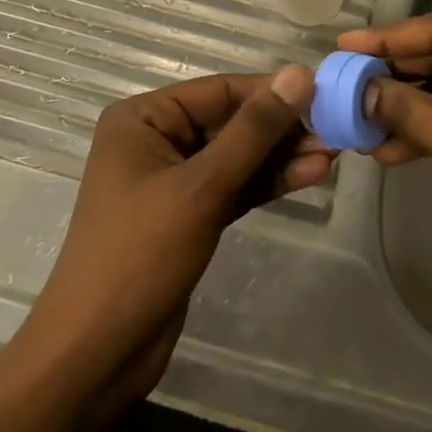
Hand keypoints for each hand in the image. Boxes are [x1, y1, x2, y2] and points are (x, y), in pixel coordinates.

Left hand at [22, 66, 326, 402]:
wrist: (96, 357)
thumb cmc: (139, 256)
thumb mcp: (201, 187)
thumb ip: (253, 131)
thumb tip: (299, 74)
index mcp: (144, 118)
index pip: (220, 91)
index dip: (272, 92)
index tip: (326, 94)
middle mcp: (157, 139)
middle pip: (231, 121)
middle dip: (281, 128)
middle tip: (335, 129)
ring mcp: (173, 179)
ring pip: (237, 155)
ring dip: (281, 155)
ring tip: (332, 152)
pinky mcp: (189, 215)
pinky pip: (234, 185)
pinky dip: (267, 182)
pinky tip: (308, 174)